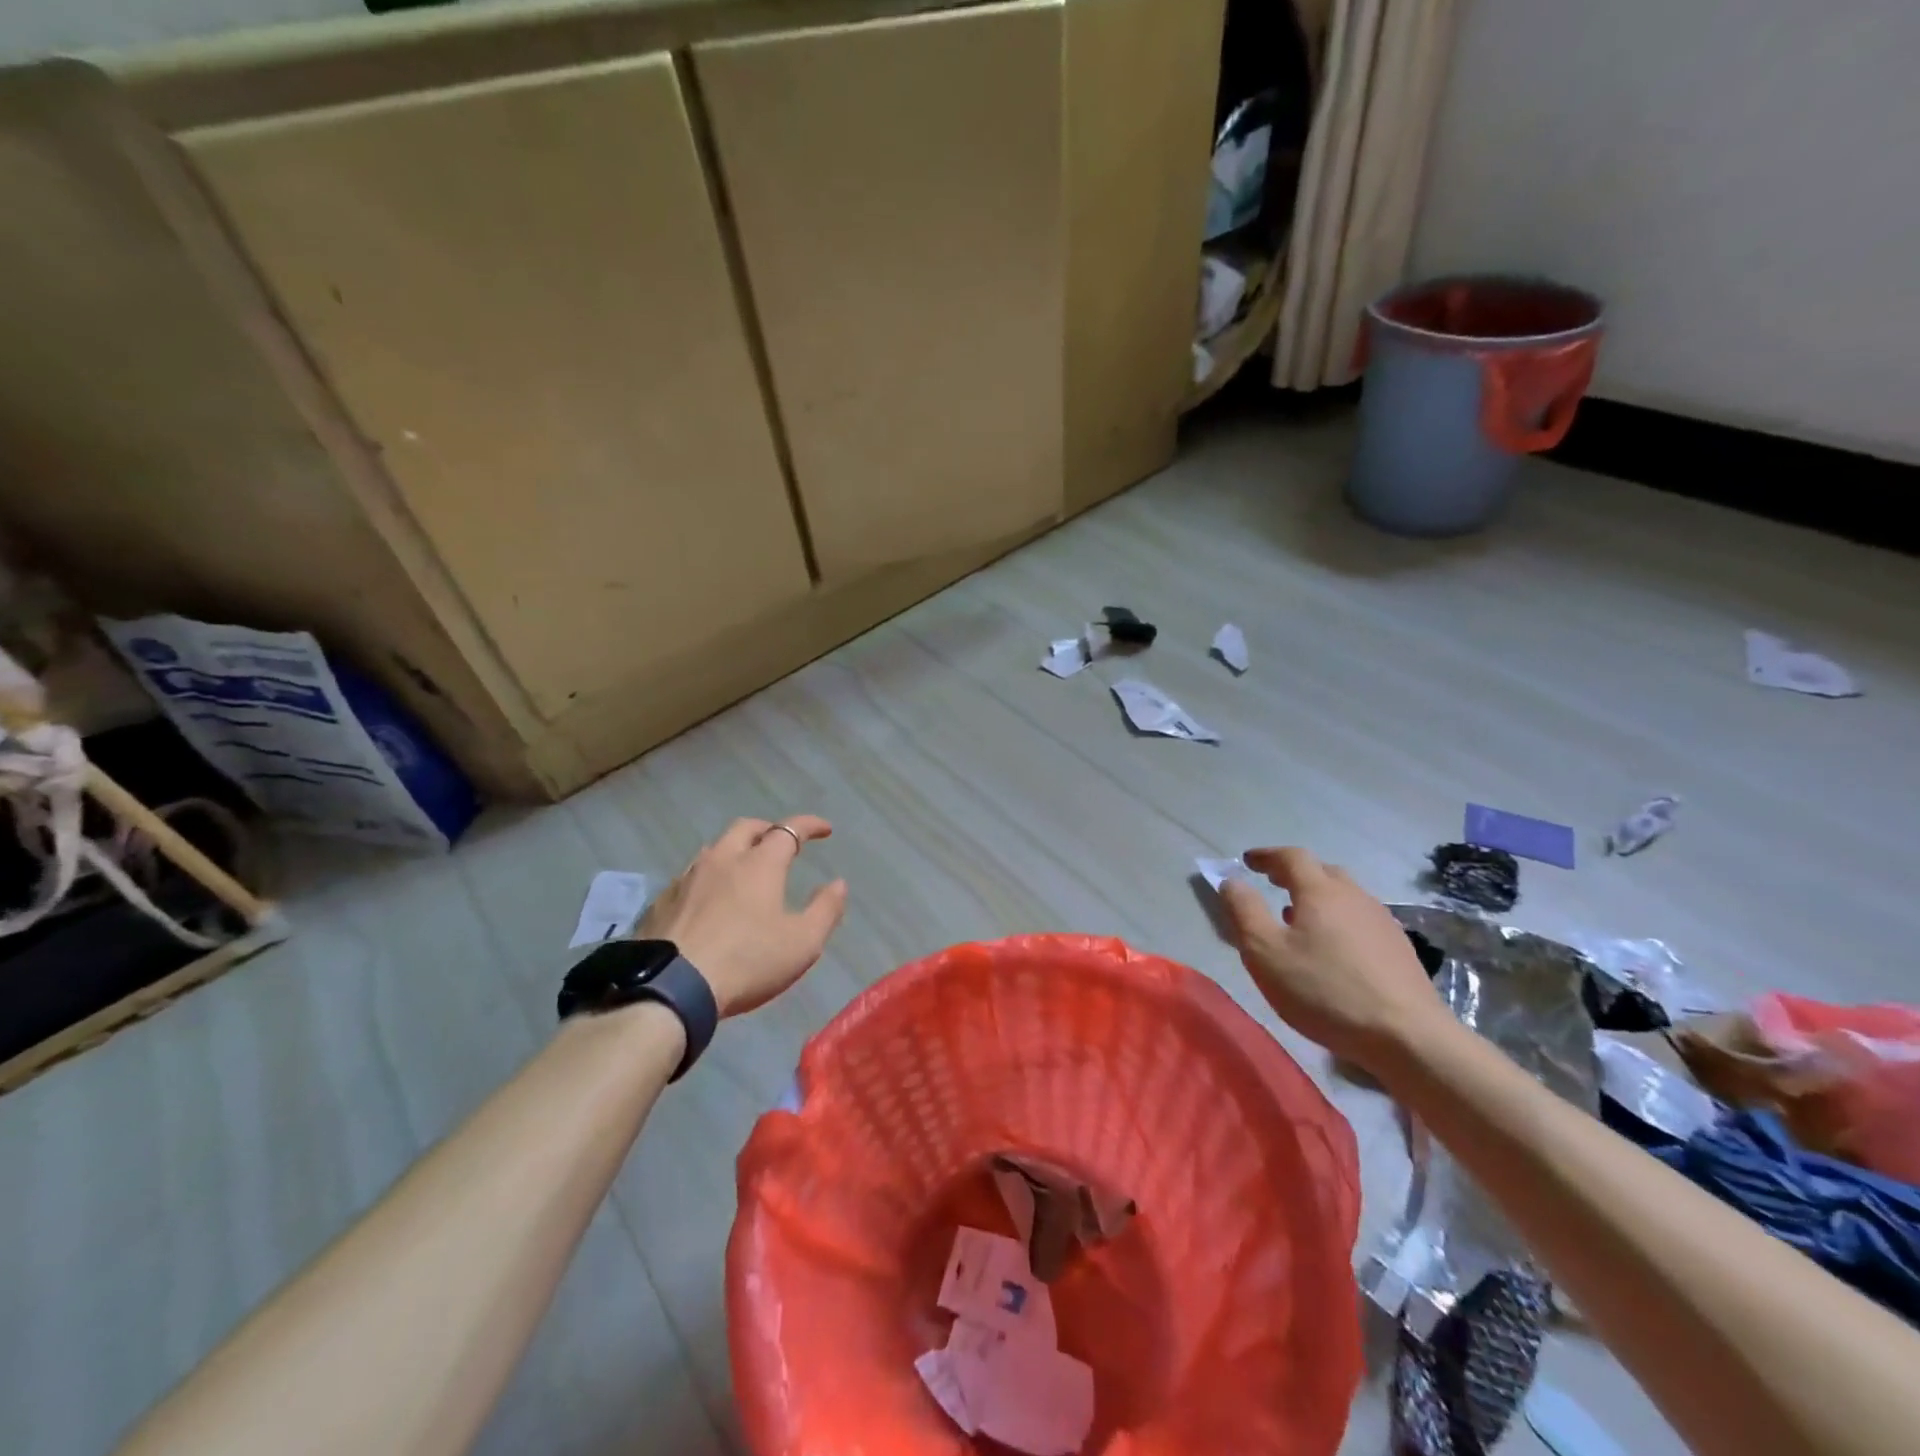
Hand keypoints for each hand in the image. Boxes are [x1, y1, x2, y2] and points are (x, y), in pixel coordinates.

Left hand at [636, 816, 847, 1017]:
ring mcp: (686, 879)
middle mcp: (722, 860)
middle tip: (781, 843)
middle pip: (746, 827)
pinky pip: (690, 877)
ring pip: (714, 849)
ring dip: (735, 850)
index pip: (789, 830)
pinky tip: (708, 899)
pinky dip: (708, 877)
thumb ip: (825, 910)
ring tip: (744, 869)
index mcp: (759, 864)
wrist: (670, 988)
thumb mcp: (802, 943)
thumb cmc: (747, 962)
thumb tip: (838, 883)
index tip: (825, 829)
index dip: (809, 825)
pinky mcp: (661, 901)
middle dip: (768, 828)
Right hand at [1219, 846, 1447, 1069]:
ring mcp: (1382, 922)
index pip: (1291, 857)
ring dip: (1319, 898)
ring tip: (1299, 918)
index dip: (1267, 856)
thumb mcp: (1265, 953)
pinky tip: (1333, 949)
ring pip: (1345, 896)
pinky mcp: (1400, 950)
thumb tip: (1231, 881)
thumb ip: (1244, 912)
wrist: (1409, 1037)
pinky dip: (1339, 921)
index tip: (1247, 860)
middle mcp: (1354, 896)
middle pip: (1323, 872)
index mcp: (1320, 891)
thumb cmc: (1325, 991)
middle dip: (1295, 873)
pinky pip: (1361, 920)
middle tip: (1274, 883)